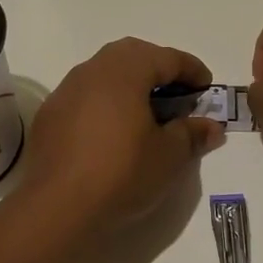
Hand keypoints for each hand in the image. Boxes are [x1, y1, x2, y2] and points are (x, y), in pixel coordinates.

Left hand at [20, 38, 224, 224]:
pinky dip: (106, 102)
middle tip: (177, 94)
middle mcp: (93, 70)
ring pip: (105, 72)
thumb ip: (192, 134)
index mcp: (126, 70)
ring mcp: (66, 90)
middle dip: (159, 68)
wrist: (56, 208)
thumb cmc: (121, 173)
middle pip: (132, 55)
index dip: (191, 70)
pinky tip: (113, 130)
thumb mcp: (169, 156)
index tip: (206, 88)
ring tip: (147, 111)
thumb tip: (211, 126)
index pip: (166, 57)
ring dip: (130, 83)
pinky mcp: (50, 114)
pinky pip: (86, 95)